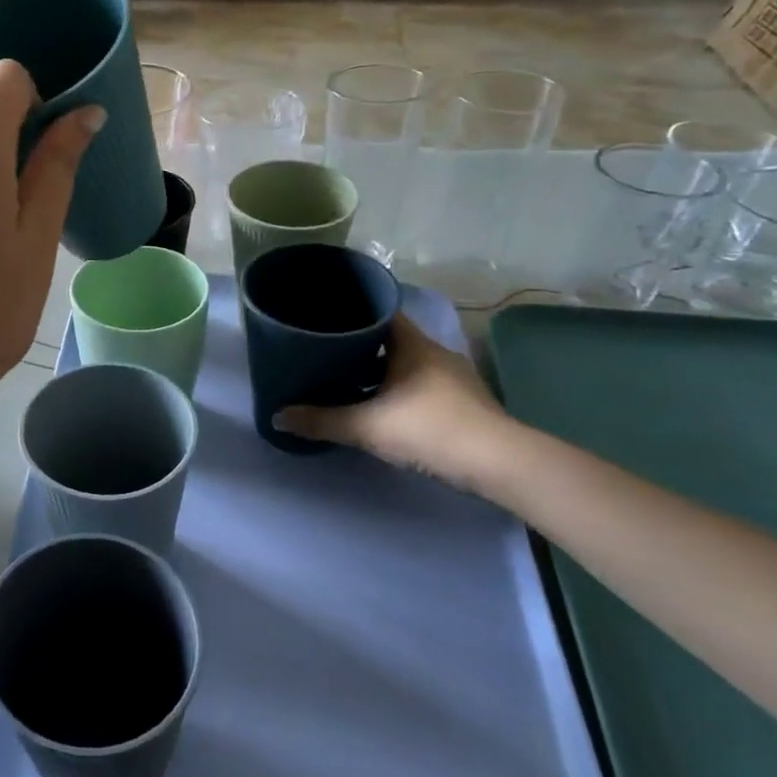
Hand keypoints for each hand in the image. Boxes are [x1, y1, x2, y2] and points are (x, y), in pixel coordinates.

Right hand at [274, 314, 510, 489]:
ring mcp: (453, 378)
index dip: (352, 312)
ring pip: (406, 364)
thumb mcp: (367, 427)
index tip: (325, 317)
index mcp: (411, 345)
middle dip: (359, 346)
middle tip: (325, 353)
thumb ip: (321, 420)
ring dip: (379, 372)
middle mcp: (433, 353)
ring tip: (346, 382)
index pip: (379, 312)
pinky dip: (398, 390)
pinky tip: (381, 407)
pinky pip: (420, 385)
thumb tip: (277, 416)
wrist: (500, 464)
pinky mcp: (464, 402)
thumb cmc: (429, 429)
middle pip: (390, 339)